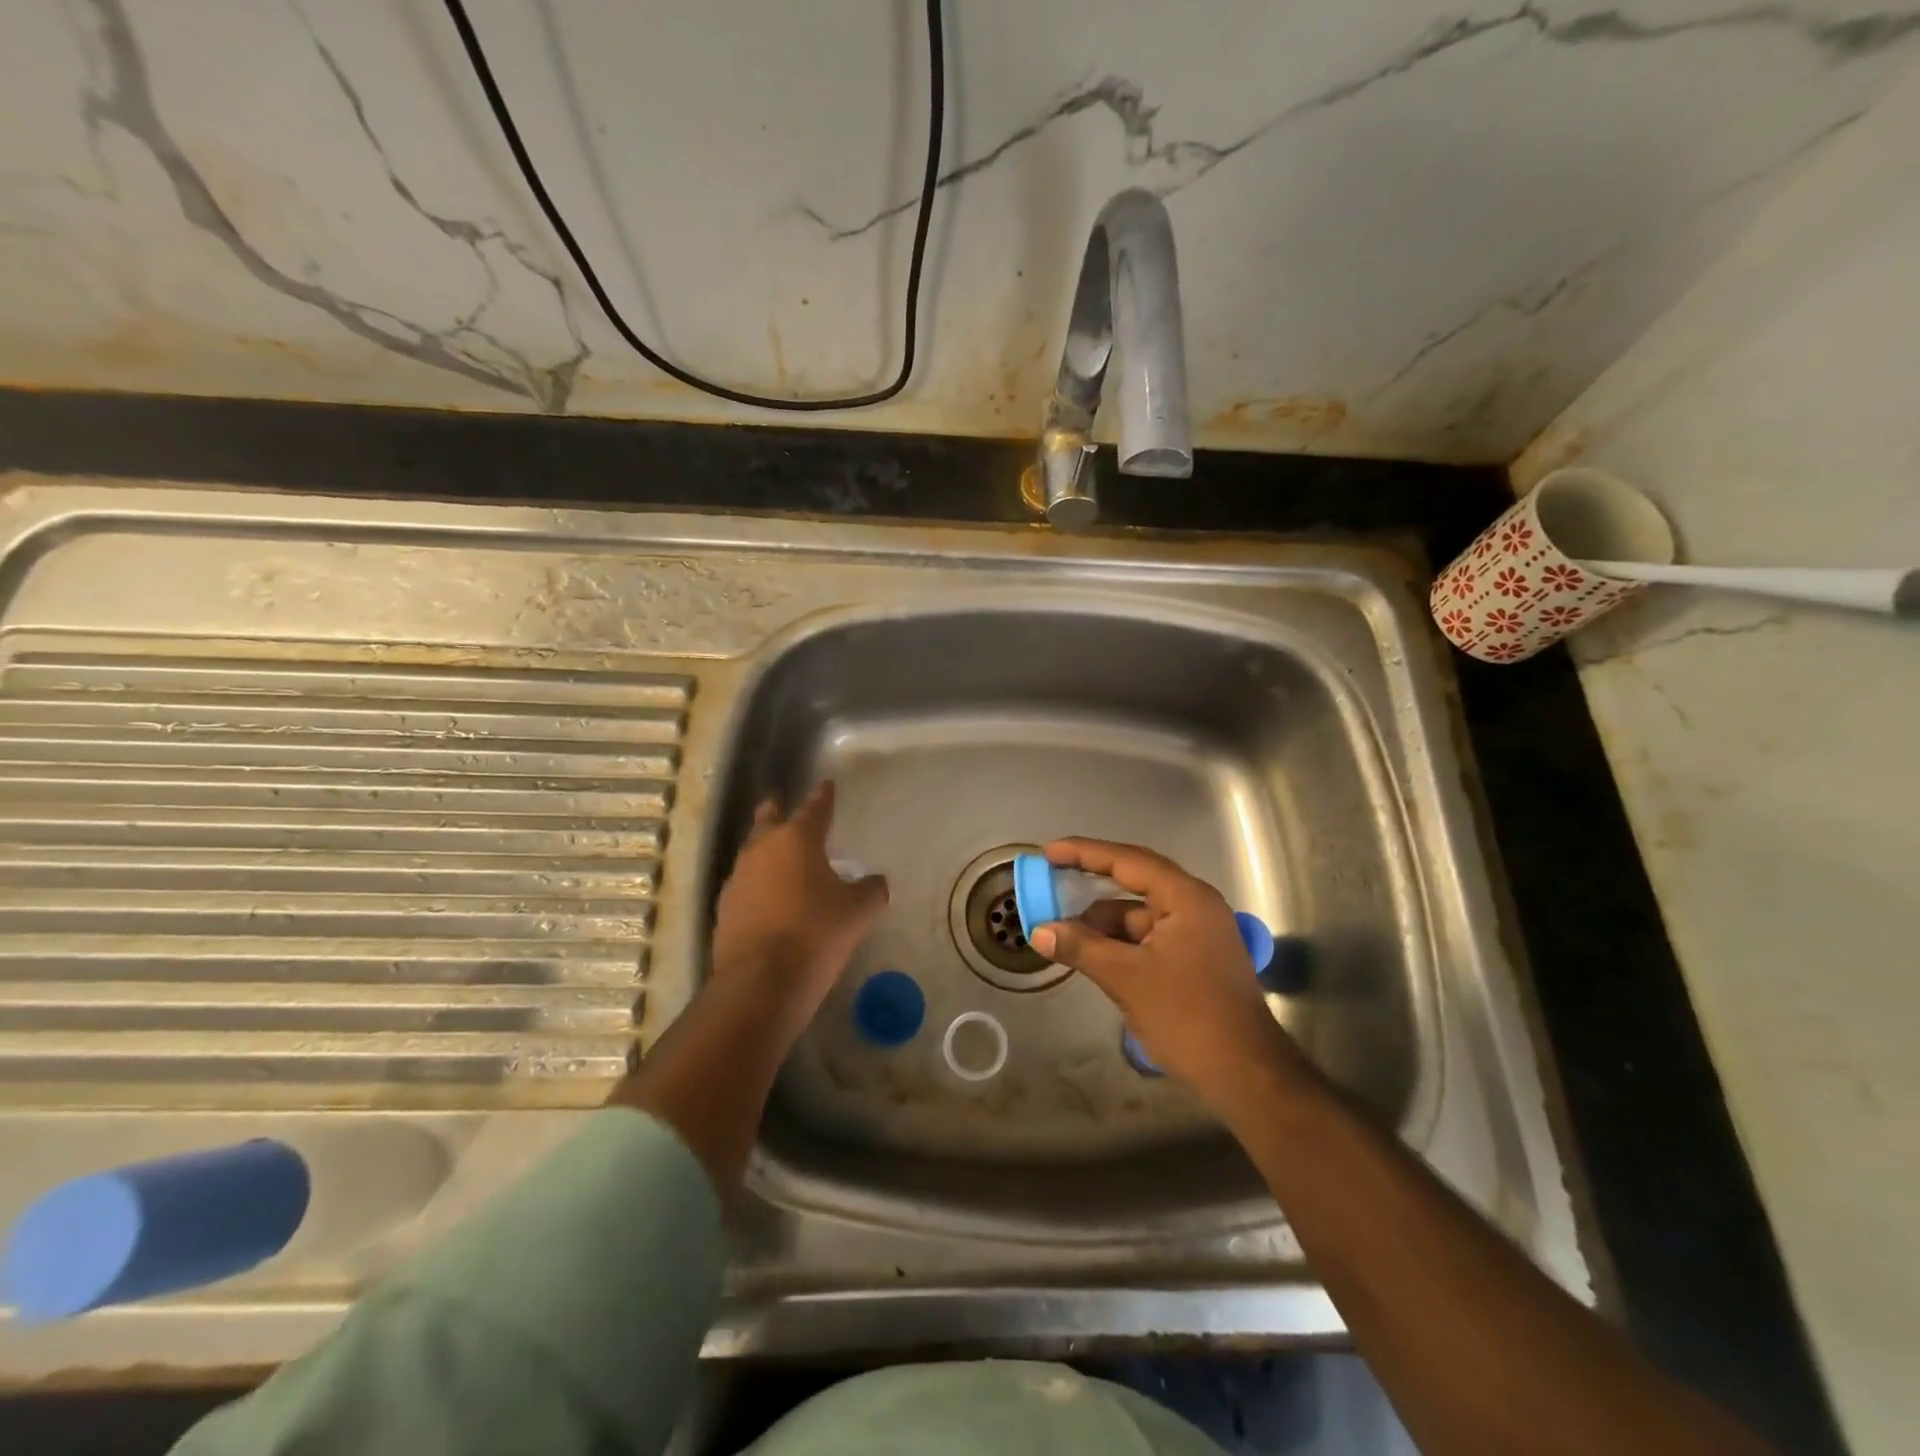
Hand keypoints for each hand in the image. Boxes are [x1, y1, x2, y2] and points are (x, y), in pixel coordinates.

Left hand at [710, 782, 887, 1041]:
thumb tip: (875, 882)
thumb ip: (870, 890)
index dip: (822, 797)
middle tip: (781, 805)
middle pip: (768, 821)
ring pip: (752, 854)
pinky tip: (768, 899)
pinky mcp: (724, 910)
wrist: (762, 982)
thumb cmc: (817, 933)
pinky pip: (745, 887)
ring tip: (780, 858)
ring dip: (765, 852)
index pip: (814, 809)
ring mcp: (738, 880)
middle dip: (777, 812)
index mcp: (796, 840)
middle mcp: (761, 851)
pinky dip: (758, 886)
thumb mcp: (858, 911)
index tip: (826, 785)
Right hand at [1028, 837, 1294, 1102]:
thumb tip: (1039, 931)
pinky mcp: (1193, 960)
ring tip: (1061, 932)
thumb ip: (1081, 948)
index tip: (1049, 852)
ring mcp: (1195, 934)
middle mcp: (1193, 906)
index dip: (1084, 853)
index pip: (1127, 861)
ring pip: (1138, 915)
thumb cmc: (1188, 1016)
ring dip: (1101, 922)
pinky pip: (1146, 938)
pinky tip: (1089, 954)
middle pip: (1134, 882)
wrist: (1245, 1075)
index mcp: (1185, 898)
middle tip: (1051, 879)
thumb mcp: (1126, 978)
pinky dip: (1118, 943)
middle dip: (1090, 883)